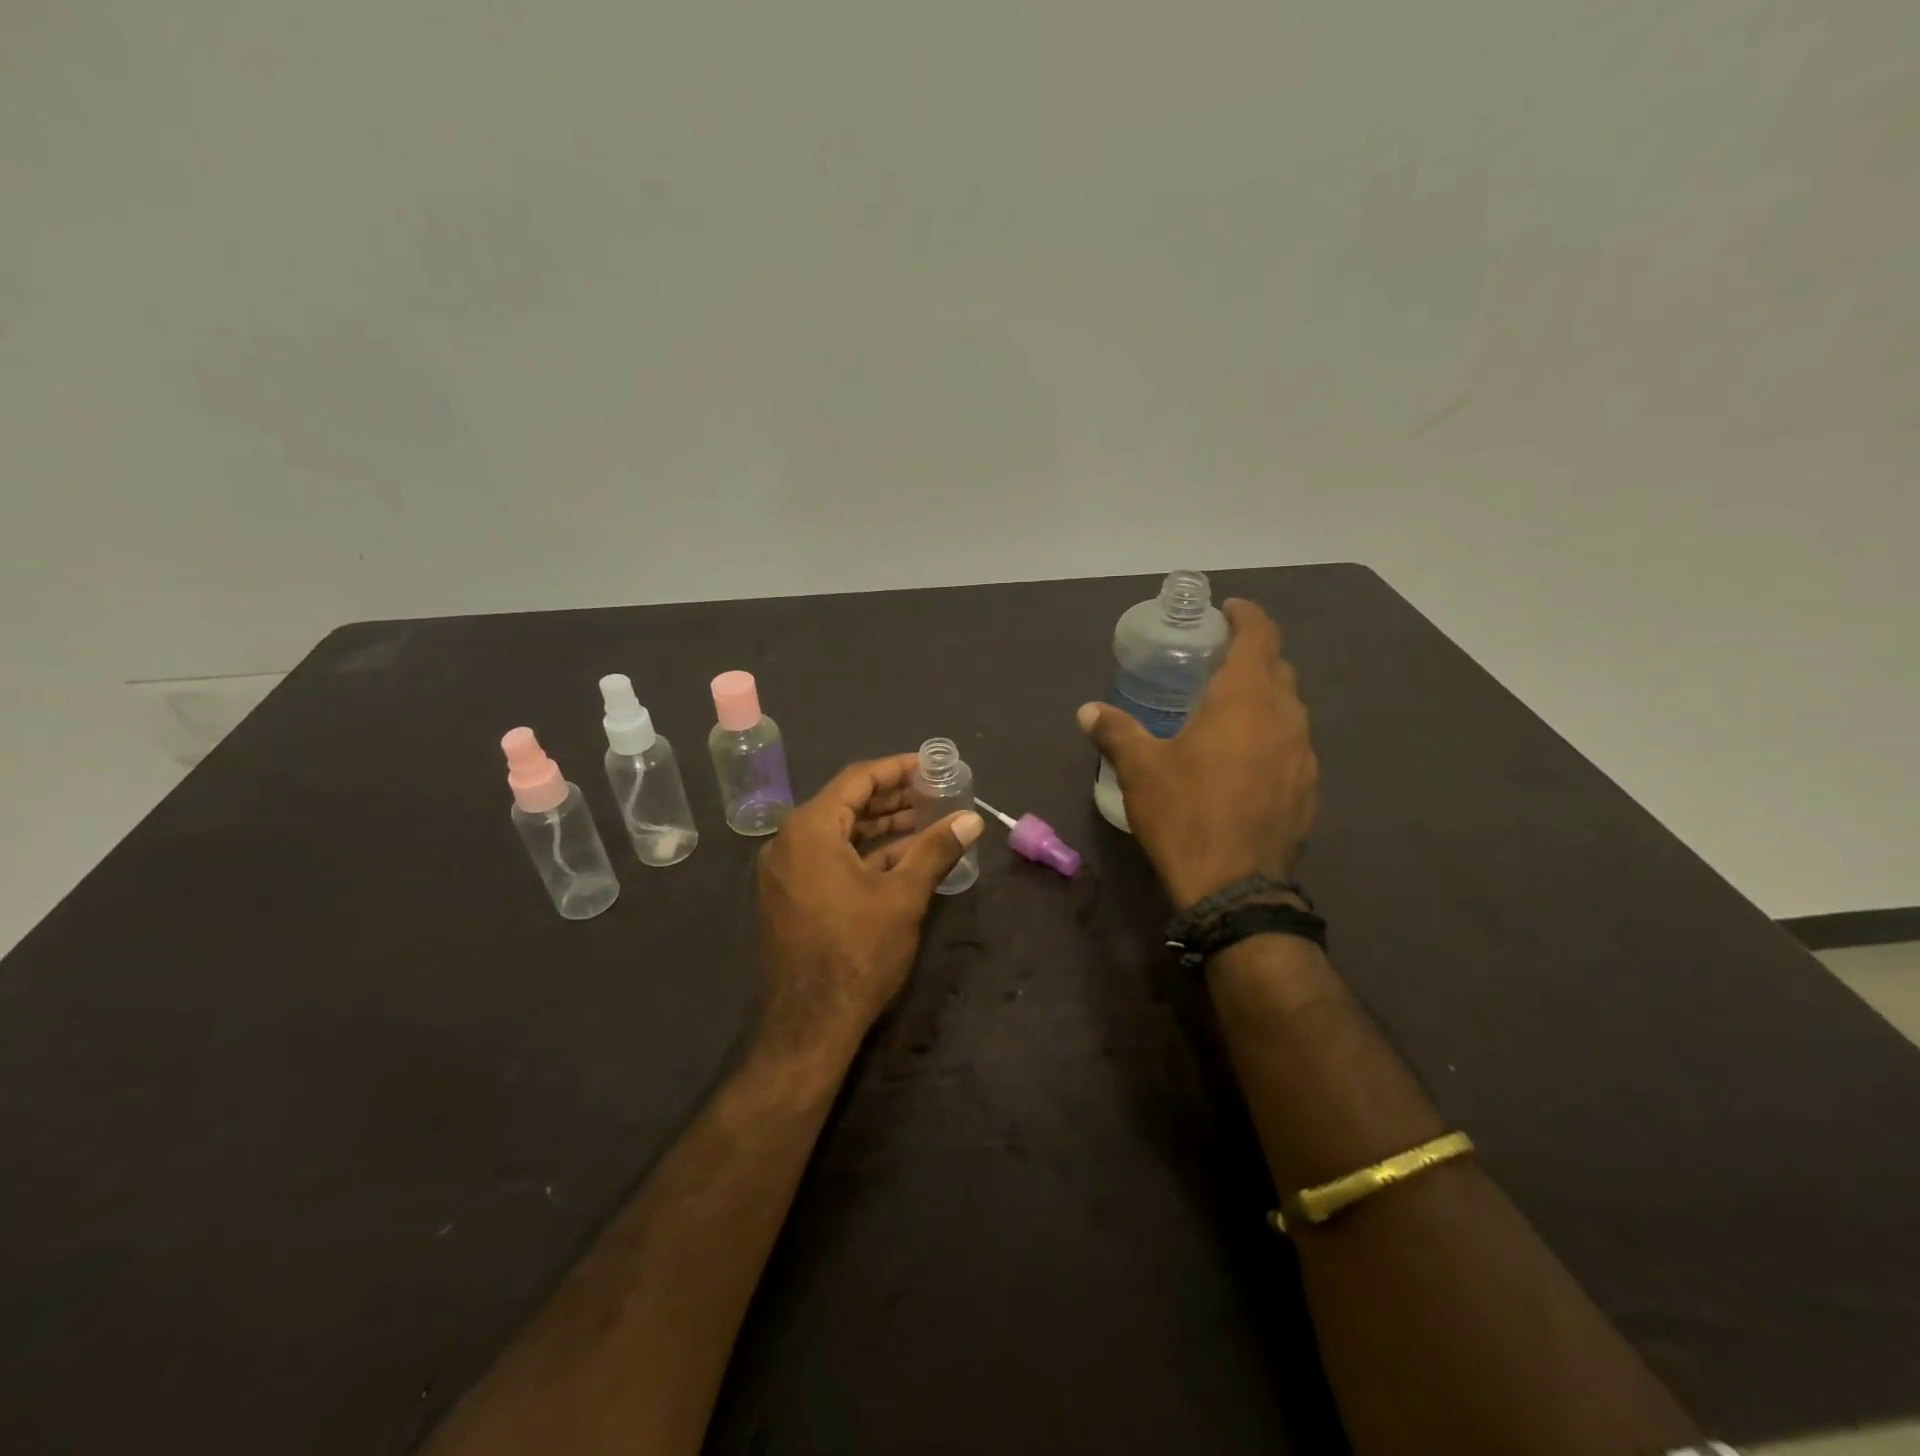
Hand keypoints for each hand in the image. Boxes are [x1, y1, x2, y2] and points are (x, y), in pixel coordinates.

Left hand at [755, 754, 982, 1060]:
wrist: (808, 1024)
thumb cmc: (858, 951)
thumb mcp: (904, 895)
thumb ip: (936, 849)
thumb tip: (972, 819)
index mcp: (811, 828)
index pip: (858, 779)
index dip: (898, 769)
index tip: (931, 766)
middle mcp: (789, 841)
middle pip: (846, 803)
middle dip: (892, 797)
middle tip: (935, 793)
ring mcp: (786, 871)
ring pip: (838, 833)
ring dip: (880, 826)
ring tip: (926, 821)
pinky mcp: (790, 896)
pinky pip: (828, 858)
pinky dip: (863, 853)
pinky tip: (900, 857)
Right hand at [1079, 598, 1317, 908]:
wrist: (1234, 886)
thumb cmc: (1184, 813)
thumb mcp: (1140, 769)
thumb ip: (1115, 731)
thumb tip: (1087, 710)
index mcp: (1245, 698)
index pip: (1260, 634)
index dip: (1246, 615)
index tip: (1227, 611)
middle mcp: (1285, 716)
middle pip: (1278, 668)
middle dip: (1251, 656)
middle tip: (1216, 663)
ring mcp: (1304, 753)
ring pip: (1289, 708)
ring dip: (1263, 699)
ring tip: (1228, 711)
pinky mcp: (1309, 787)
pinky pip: (1293, 745)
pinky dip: (1271, 737)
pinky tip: (1244, 762)